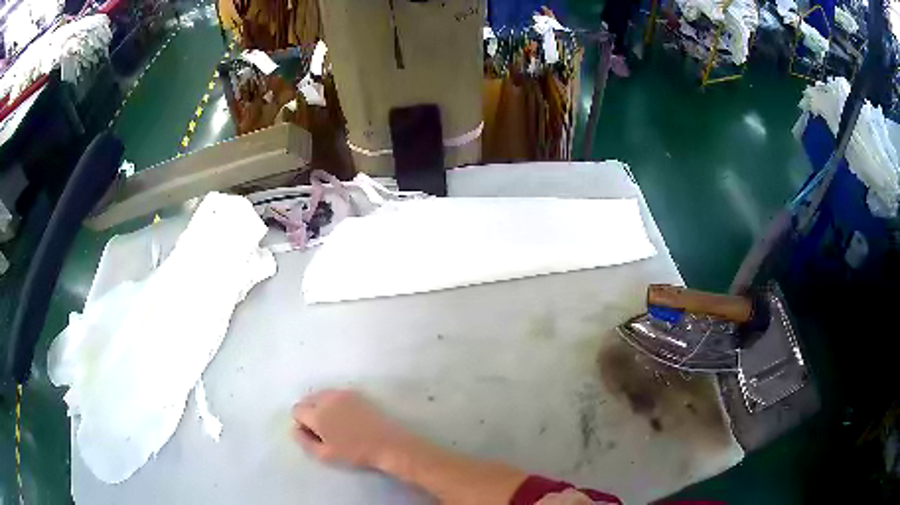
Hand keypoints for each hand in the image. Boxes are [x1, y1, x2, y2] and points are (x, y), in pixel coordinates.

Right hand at [292, 389, 413, 467]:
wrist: (387, 444)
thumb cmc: (355, 453)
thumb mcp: (325, 454)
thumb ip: (304, 441)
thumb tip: (295, 429)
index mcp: (317, 414)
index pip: (296, 410)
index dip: (301, 423)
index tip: (313, 434)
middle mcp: (327, 398)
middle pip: (307, 399)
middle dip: (309, 412)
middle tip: (323, 429)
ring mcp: (342, 393)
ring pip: (321, 395)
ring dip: (321, 405)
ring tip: (335, 423)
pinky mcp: (356, 393)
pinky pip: (335, 394)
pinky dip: (334, 402)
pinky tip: (346, 417)